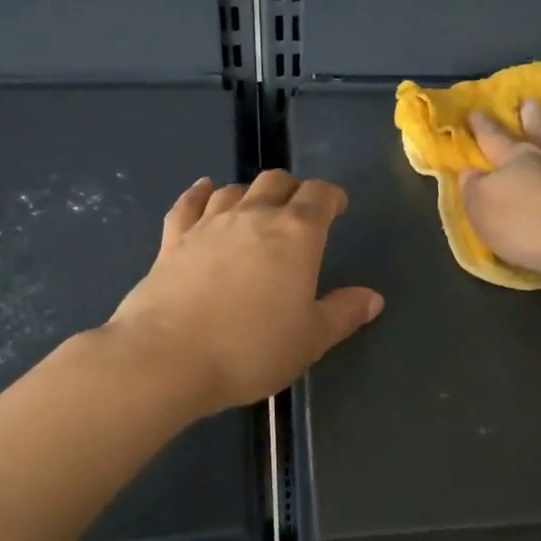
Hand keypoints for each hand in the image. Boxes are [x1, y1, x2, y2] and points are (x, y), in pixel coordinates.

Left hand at [108, 171, 383, 415]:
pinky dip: (200, 194)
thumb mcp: (310, 339)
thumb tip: (373, 298)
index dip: (332, 197)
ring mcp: (208, 224)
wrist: (167, 358)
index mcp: (296, 235)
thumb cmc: (251, 349)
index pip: (319, 196)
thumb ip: (343, 313)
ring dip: (251, 193)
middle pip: (276, 182)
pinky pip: (188, 204)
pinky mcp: (172, 240)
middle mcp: (254, 216)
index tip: (337, 207)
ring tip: (257, 208)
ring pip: (235, 189)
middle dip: (293, 190)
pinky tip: (204, 191)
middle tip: (299, 211)